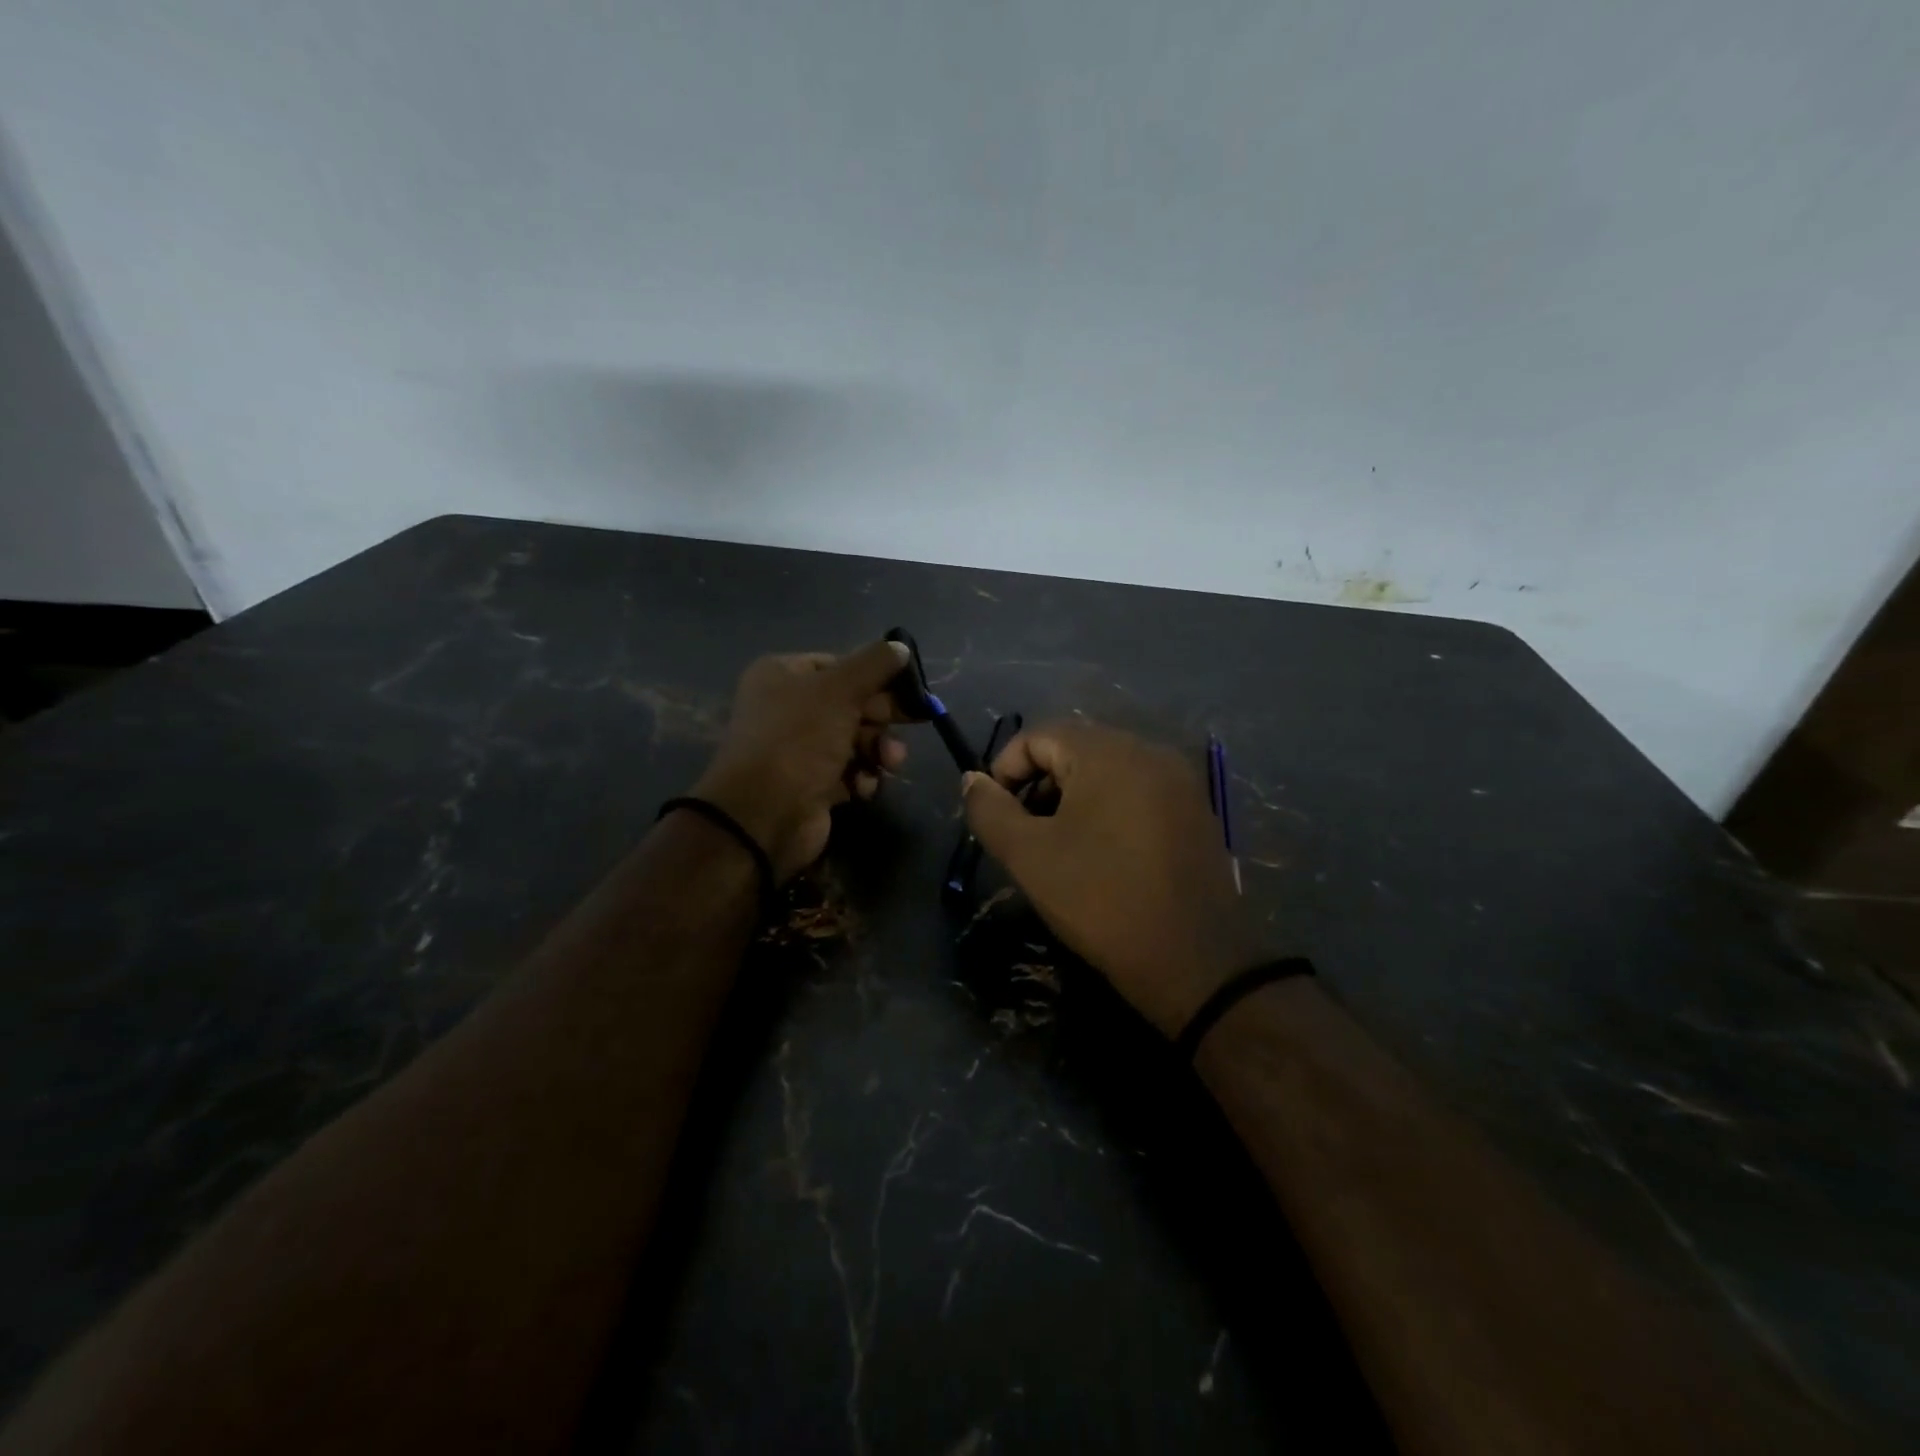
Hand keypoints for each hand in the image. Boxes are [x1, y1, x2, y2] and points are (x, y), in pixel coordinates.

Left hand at [690, 640, 910, 881]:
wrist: (763, 815)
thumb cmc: (799, 740)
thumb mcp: (839, 690)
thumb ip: (874, 664)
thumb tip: (900, 647)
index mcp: (783, 675)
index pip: (840, 665)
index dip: (876, 676)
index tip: (910, 688)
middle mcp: (788, 708)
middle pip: (852, 703)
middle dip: (882, 718)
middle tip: (916, 721)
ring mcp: (799, 748)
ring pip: (856, 740)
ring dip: (878, 750)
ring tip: (889, 763)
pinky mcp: (811, 784)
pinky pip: (849, 772)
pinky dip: (862, 777)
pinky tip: (862, 787)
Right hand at [962, 721, 1266, 1035]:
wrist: (1194, 961)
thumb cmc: (1101, 900)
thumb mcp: (1028, 856)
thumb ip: (989, 810)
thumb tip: (972, 779)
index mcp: (1108, 752)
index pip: (1039, 735)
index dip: (1005, 769)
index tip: (997, 815)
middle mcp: (1149, 751)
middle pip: (1075, 748)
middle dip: (1039, 784)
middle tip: (1024, 833)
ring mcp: (1179, 780)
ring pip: (1107, 770)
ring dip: (1072, 797)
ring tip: (1059, 845)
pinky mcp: (1195, 810)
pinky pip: (1138, 790)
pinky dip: (1108, 808)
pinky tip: (1101, 852)